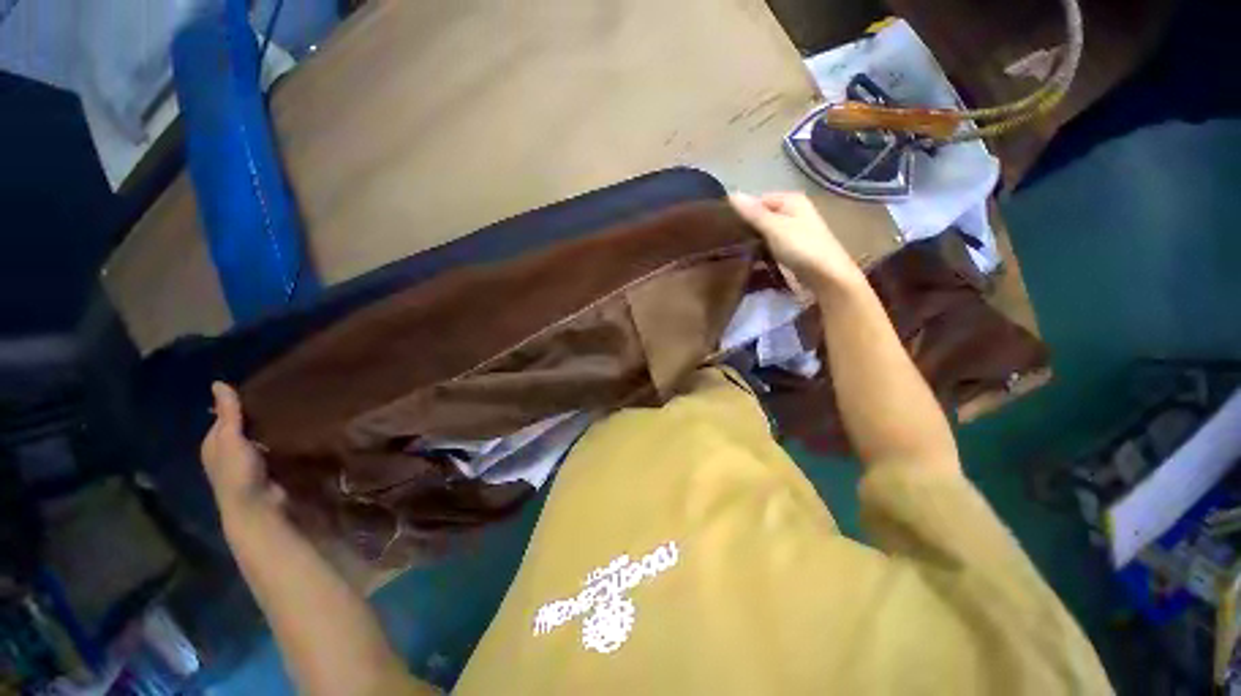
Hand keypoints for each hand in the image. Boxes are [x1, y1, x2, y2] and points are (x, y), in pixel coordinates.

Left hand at [201, 382, 284, 516]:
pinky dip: (278, 440)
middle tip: (281, 398)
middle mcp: (225, 452)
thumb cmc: (237, 472)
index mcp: (212, 443)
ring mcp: (245, 462)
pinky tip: (292, 433)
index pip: (223, 417)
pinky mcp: (264, 469)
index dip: (237, 404)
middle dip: (255, 415)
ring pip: (257, 438)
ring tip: (291, 411)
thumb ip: (228, 414)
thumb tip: (218, 383)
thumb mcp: (230, 439)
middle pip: (240, 427)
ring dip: (269, 428)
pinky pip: (271, 448)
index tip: (262, 390)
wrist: (256, 506)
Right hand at [730, 192, 865, 294]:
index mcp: (791, 201)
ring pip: (763, 234)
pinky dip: (757, 252)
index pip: (758, 200)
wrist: (825, 277)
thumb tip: (731, 194)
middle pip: (761, 217)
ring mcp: (790, 234)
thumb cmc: (801, 247)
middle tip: (724, 239)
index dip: (742, 211)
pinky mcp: (788, 252)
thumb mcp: (774, 227)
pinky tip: (744, 259)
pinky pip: (767, 247)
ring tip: (729, 250)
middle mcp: (792, 213)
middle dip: (745, 227)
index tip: (724, 225)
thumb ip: (753, 213)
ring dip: (750, 241)